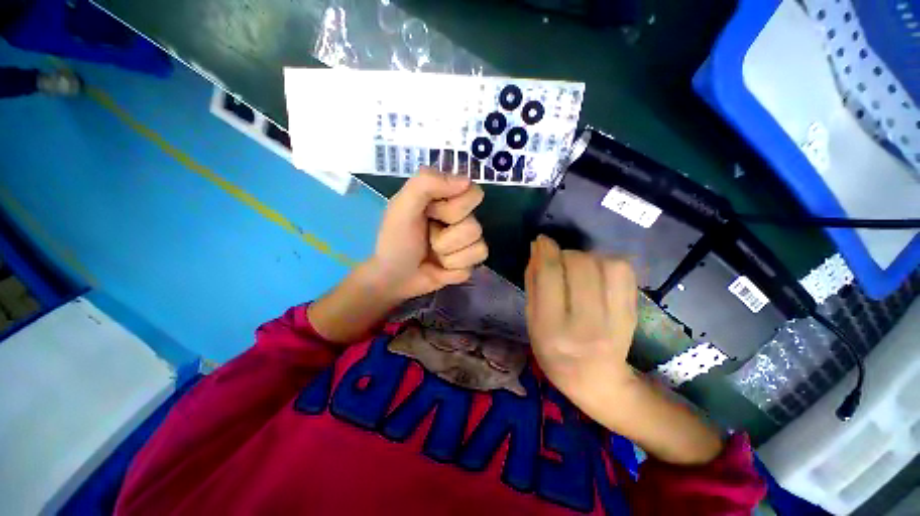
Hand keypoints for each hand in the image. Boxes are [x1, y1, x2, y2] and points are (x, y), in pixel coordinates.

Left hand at [366, 167, 487, 300]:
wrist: (392, 278)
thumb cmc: (395, 240)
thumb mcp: (402, 206)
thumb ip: (427, 183)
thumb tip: (467, 181)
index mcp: (447, 199)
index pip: (473, 194)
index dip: (454, 208)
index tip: (431, 213)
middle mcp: (461, 219)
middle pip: (475, 226)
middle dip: (446, 237)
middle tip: (428, 237)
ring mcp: (466, 243)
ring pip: (478, 248)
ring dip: (448, 256)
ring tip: (432, 255)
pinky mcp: (468, 264)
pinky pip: (472, 266)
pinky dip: (451, 271)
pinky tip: (439, 269)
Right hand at [524, 235, 638, 409]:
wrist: (596, 380)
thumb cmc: (553, 351)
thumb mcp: (532, 321)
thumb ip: (533, 282)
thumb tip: (538, 248)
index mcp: (552, 328)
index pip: (550, 275)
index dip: (545, 251)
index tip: (542, 241)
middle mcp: (586, 324)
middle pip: (580, 265)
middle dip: (566, 254)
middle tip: (559, 262)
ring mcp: (616, 319)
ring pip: (606, 263)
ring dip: (588, 257)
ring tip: (580, 270)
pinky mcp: (633, 312)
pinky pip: (625, 270)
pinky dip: (608, 262)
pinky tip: (598, 274)